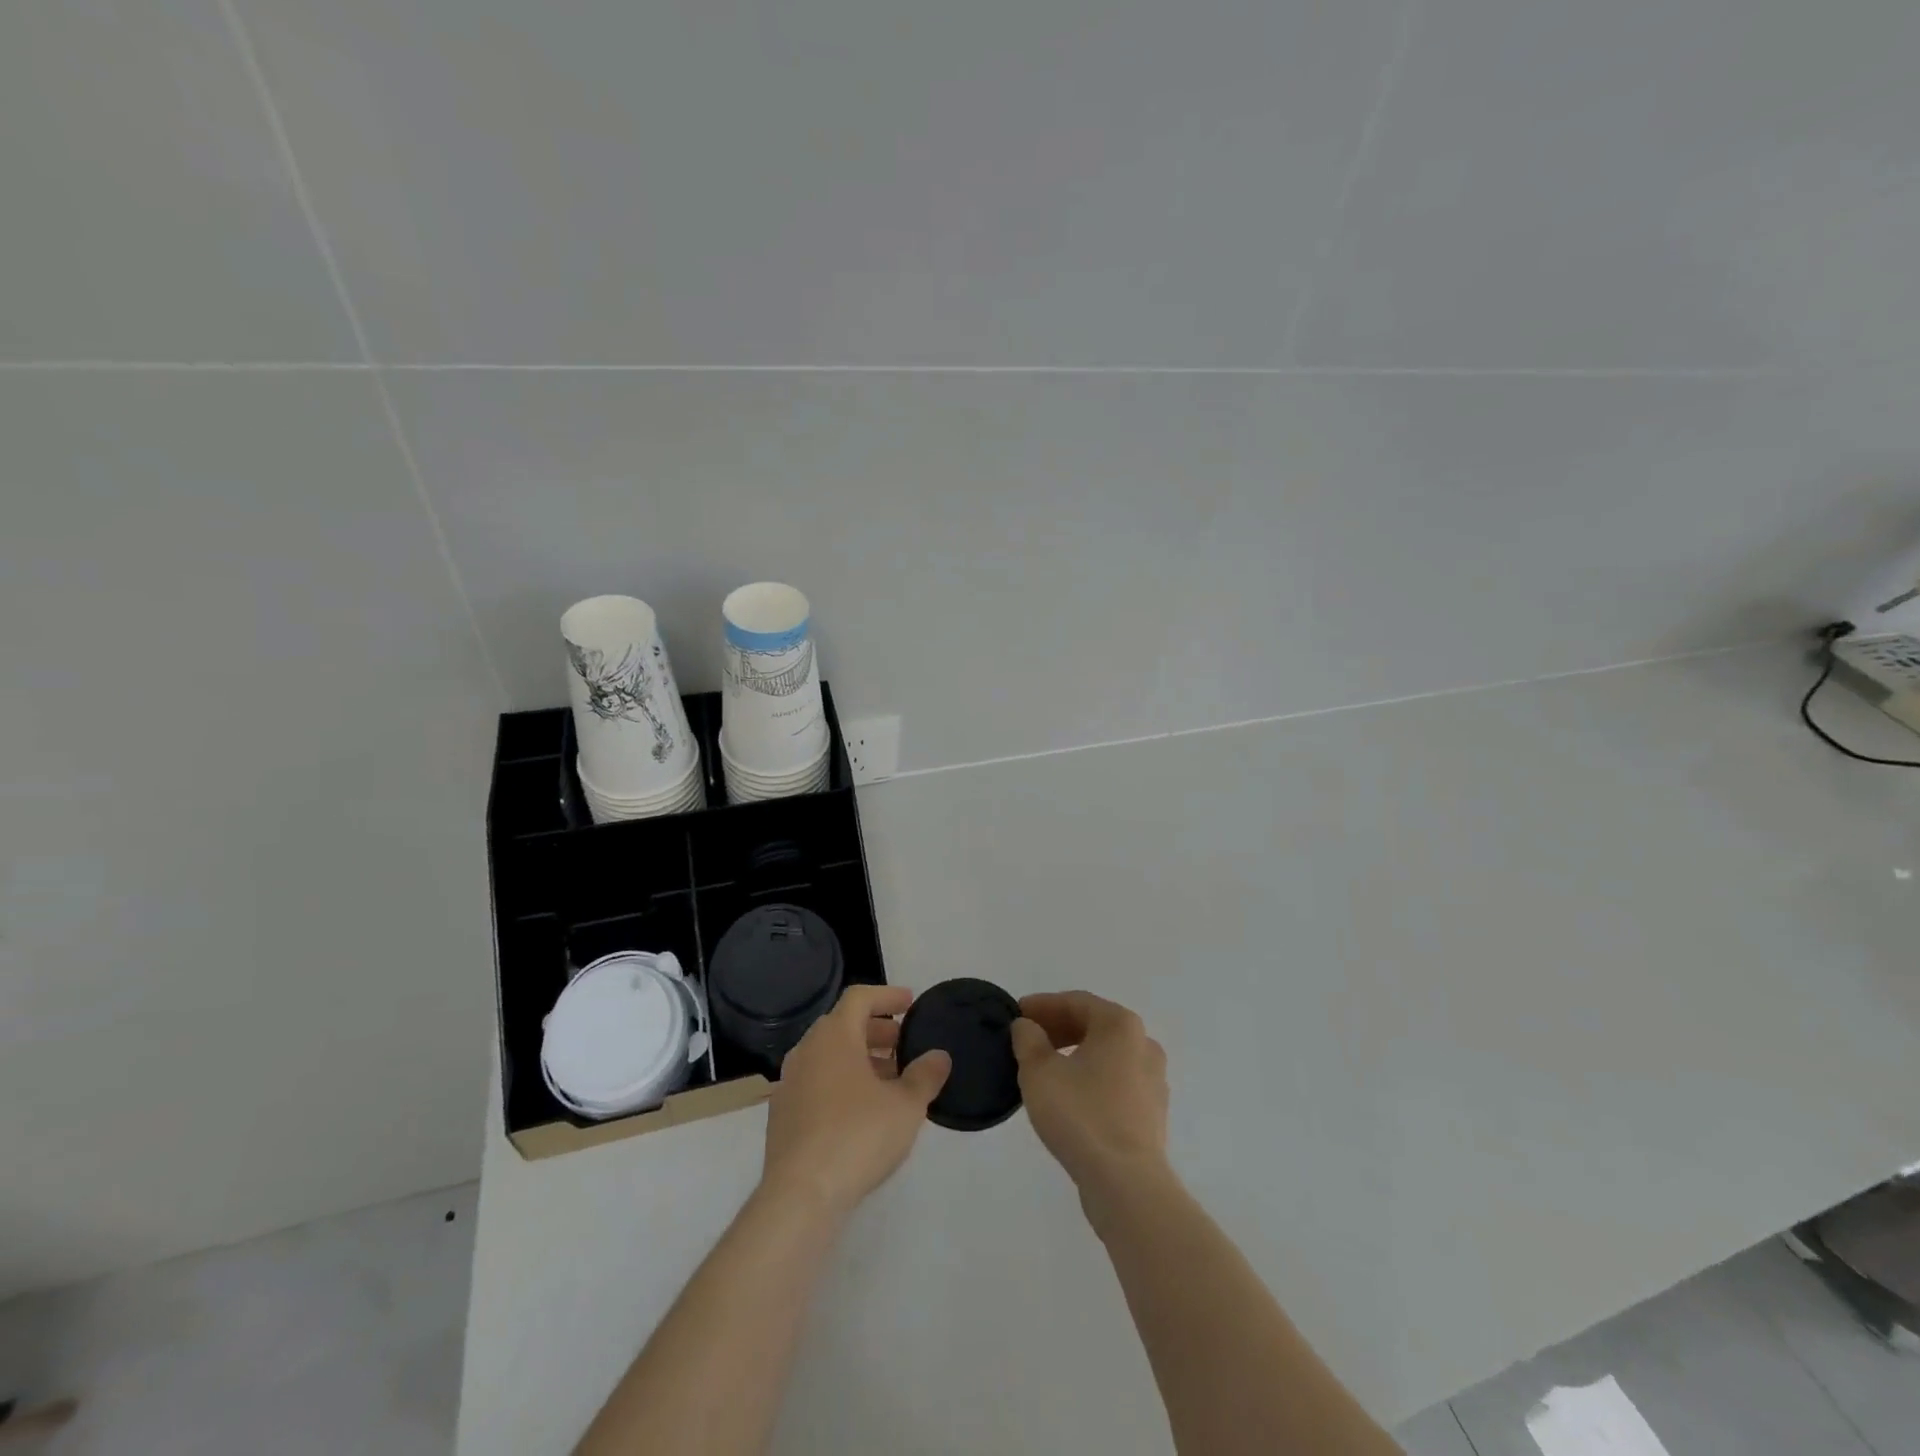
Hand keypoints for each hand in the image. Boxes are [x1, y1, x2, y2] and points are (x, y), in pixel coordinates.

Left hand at [761, 984, 950, 1218]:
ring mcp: (790, 1083)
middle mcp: (807, 1050)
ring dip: (860, 1059)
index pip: (859, 997)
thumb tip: (939, 1056)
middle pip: (843, 1025)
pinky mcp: (782, 1115)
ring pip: (829, 1055)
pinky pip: (817, 1082)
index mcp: (834, 1036)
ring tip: (890, 1080)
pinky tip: (862, 1111)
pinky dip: (841, 1082)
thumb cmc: (857, 1136)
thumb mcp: (906, 1106)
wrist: (800, 1196)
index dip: (887, 996)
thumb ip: (925, 1075)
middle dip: (876, 1030)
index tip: (910, 1003)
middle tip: (904, 1044)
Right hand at [1011, 991, 1169, 1207]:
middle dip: (1058, 1028)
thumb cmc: (1081, 1115)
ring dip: (1074, 1054)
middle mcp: (1143, 1044)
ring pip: (1106, 1055)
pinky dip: (1090, 1079)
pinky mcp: (1152, 1112)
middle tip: (1027, 1039)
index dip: (1042, 1005)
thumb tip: (1027, 1026)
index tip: (1016, 1014)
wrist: (1126, 1184)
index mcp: (1121, 1025)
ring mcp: (1153, 1080)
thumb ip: (1028, 1040)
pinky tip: (1068, 1097)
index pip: (1076, 1002)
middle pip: (1094, 1025)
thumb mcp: (1039, 1072)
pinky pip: (1116, 1082)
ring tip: (1043, 1069)